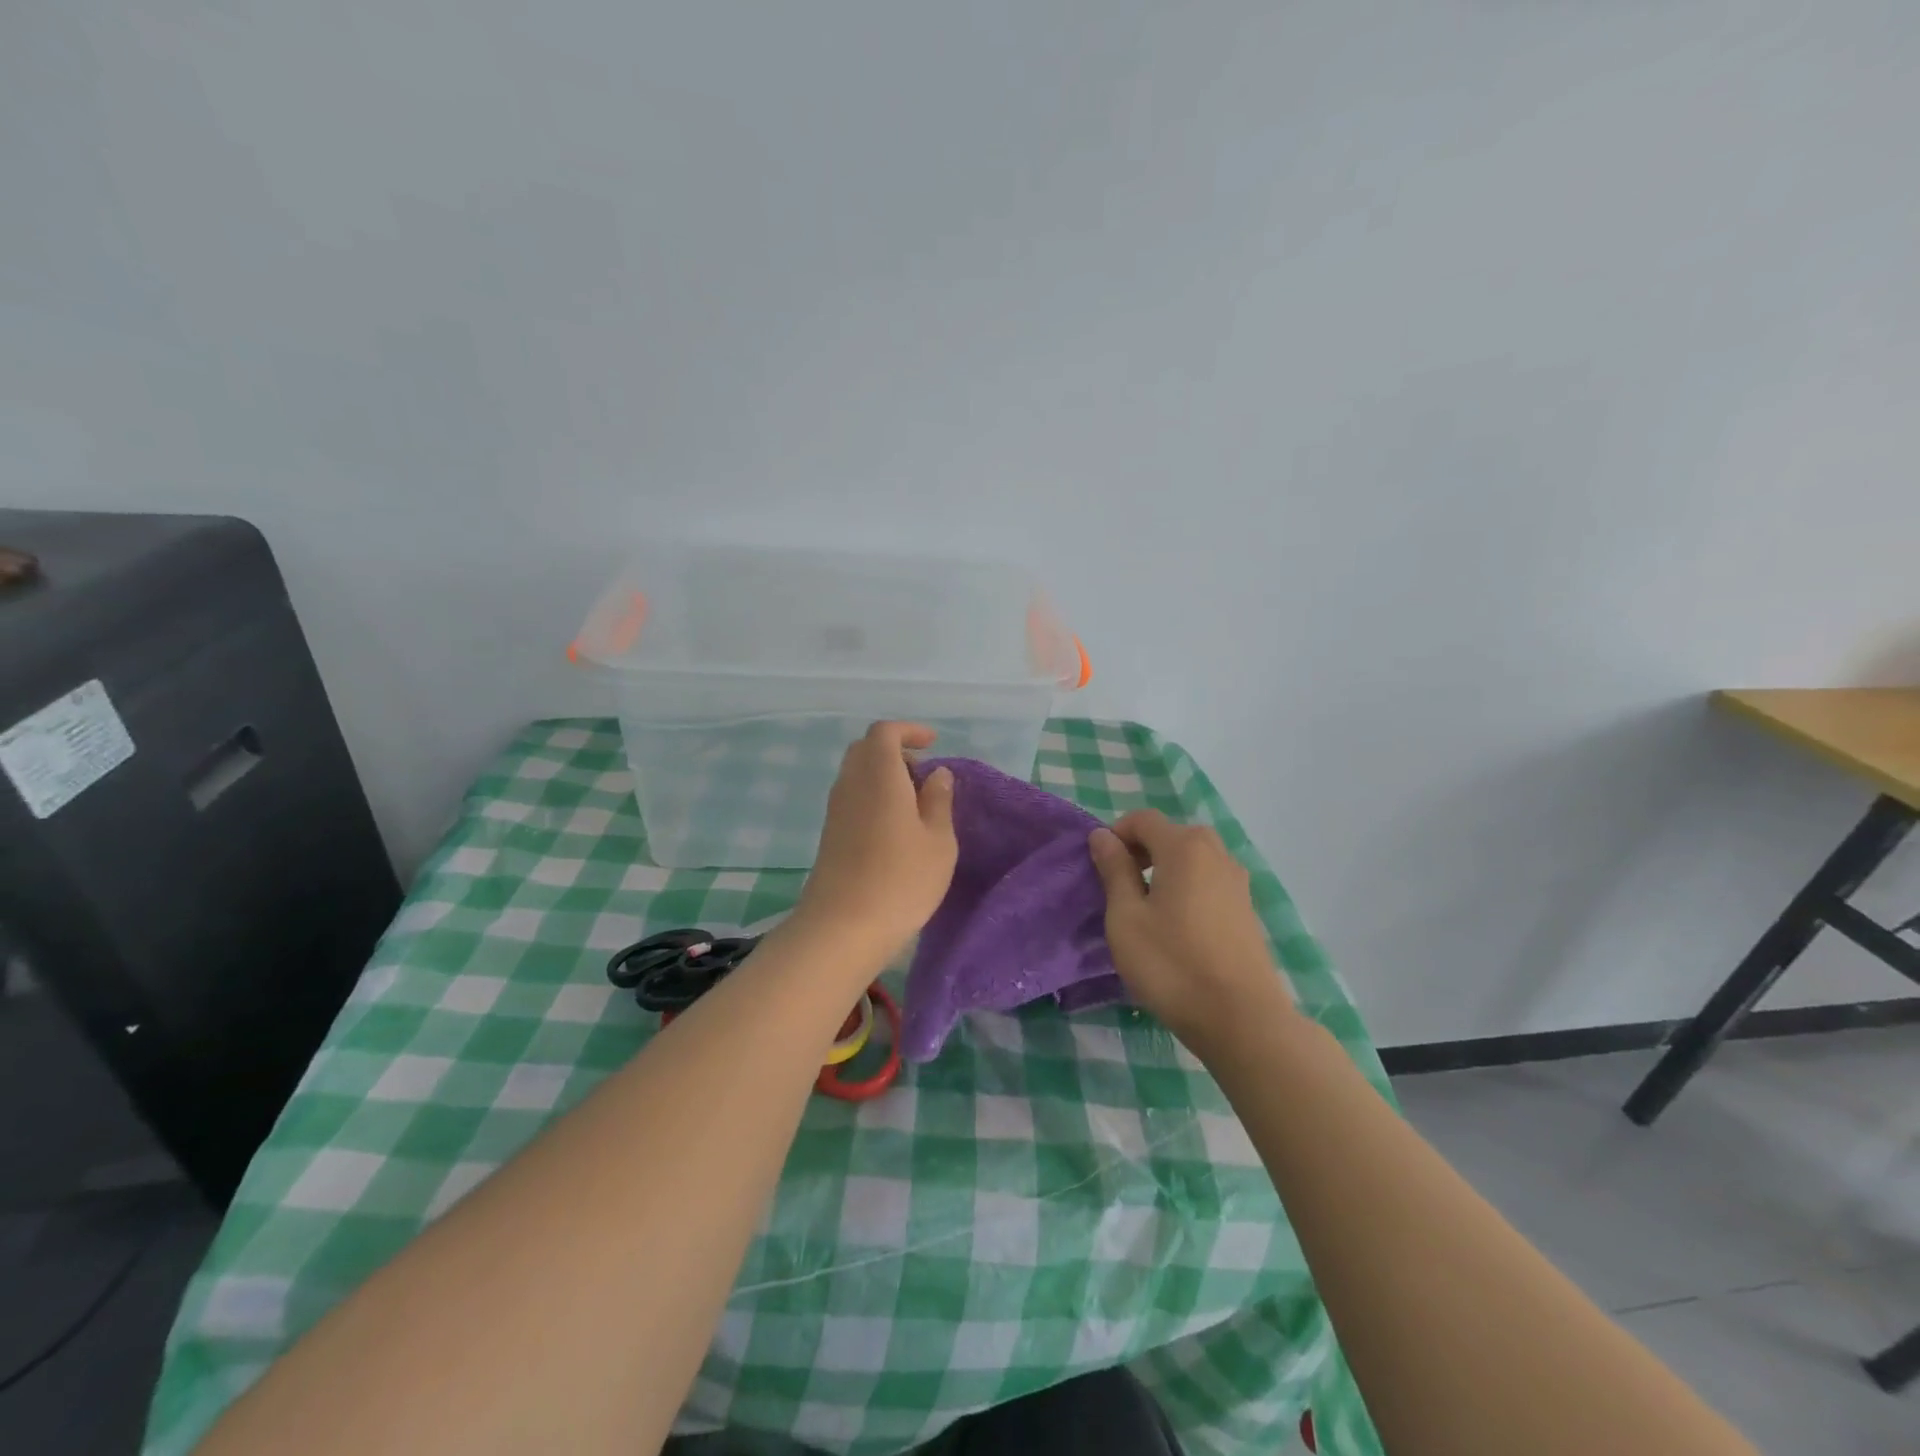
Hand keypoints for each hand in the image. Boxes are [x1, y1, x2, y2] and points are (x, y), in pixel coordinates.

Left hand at [789, 722, 957, 968]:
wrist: (843, 927)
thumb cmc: (901, 879)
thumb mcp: (938, 840)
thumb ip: (939, 800)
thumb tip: (937, 774)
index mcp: (879, 774)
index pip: (884, 732)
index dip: (909, 731)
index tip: (933, 743)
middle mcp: (851, 783)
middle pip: (866, 749)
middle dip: (896, 752)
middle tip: (924, 775)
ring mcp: (835, 810)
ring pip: (857, 774)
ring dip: (884, 776)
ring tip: (916, 805)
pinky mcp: (830, 834)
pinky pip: (852, 797)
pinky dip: (873, 796)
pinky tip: (895, 828)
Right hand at [1088, 810, 1290, 1051]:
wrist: (1241, 1019)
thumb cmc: (1172, 964)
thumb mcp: (1126, 917)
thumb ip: (1114, 870)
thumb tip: (1102, 835)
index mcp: (1184, 847)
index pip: (1143, 819)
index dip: (1116, 834)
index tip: (1100, 868)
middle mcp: (1216, 853)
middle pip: (1171, 834)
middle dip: (1141, 851)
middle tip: (1120, 888)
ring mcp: (1237, 881)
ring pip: (1193, 858)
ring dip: (1165, 869)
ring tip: (1147, 909)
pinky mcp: (1247, 908)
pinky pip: (1209, 880)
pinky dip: (1187, 887)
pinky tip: (1176, 927)